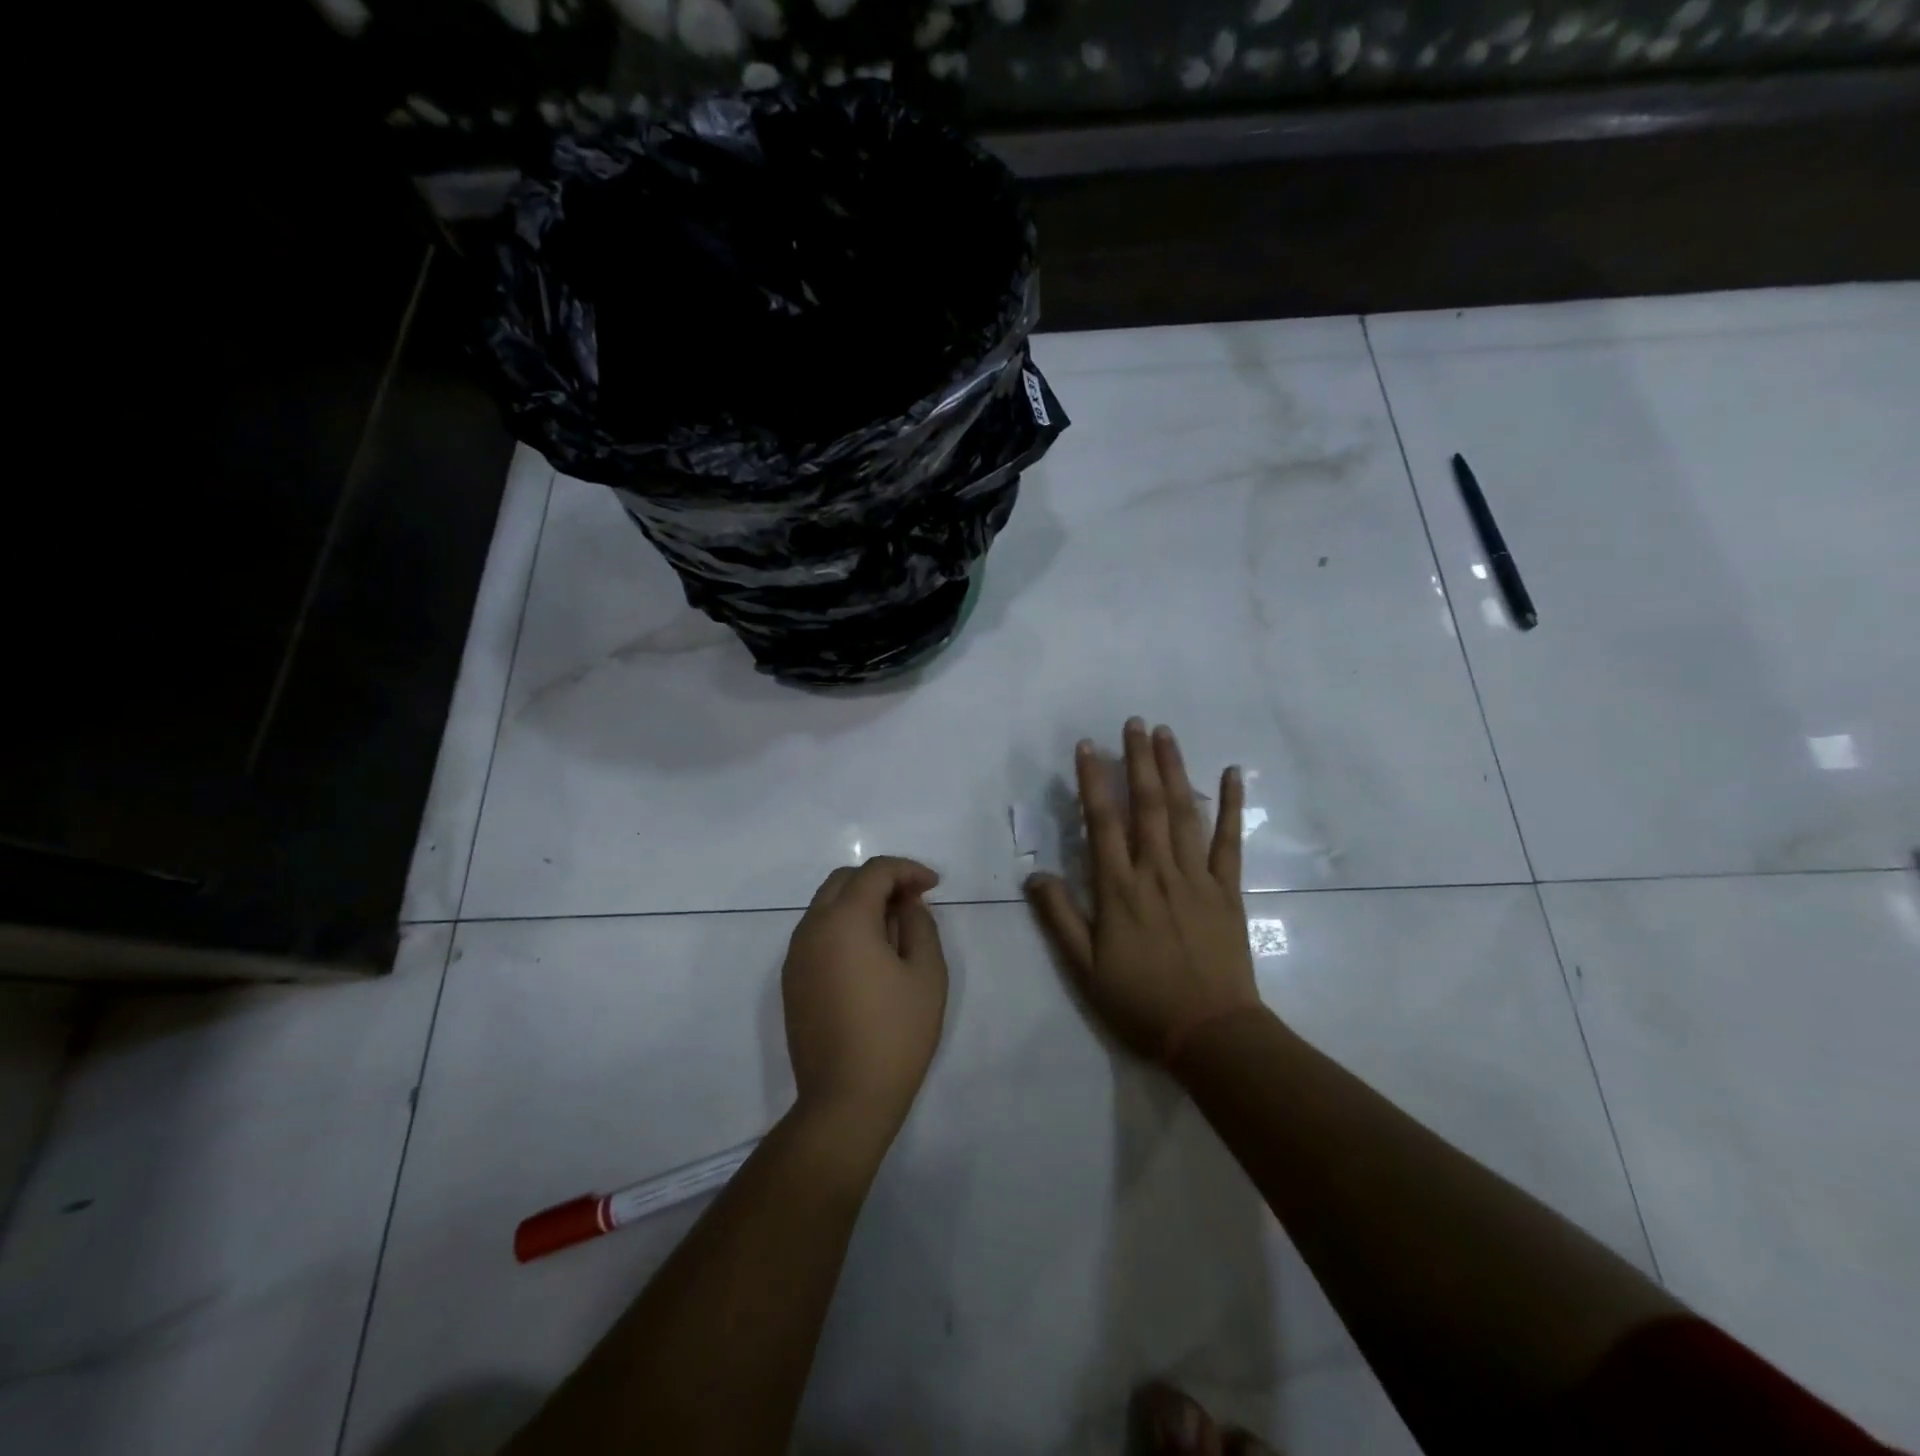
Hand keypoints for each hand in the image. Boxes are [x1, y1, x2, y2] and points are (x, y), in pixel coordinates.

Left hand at [783, 857, 948, 1140]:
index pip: (874, 872)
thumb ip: (919, 925)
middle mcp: (812, 928)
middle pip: (844, 881)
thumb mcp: (926, 974)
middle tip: (913, 901)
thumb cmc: (896, 1034)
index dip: (907, 870)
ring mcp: (796, 955)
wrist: (846, 1099)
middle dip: (880, 880)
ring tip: (894, 928)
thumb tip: (906, 905)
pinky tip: (869, 955)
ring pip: (826, 905)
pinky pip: (817, 933)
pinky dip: (843, 927)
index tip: (933, 886)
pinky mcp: (791, 980)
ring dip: (860, 903)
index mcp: (844, 920)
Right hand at [1026, 719, 1261, 1063]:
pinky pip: (1229, 841)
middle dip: (1137, 761)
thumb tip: (1034, 875)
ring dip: (1173, 770)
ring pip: (1183, 813)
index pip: (1102, 823)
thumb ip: (1059, 919)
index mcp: (1119, 890)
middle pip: (1146, 806)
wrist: (1211, 1034)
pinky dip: (1230, 806)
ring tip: (1166, 734)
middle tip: (1134, 723)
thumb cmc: (1141, 1002)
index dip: (1093, 782)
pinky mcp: (1227, 890)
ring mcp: (1196, 877)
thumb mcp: (1084, 969)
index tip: (1088, 747)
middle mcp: (1156, 872)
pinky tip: (1230, 774)